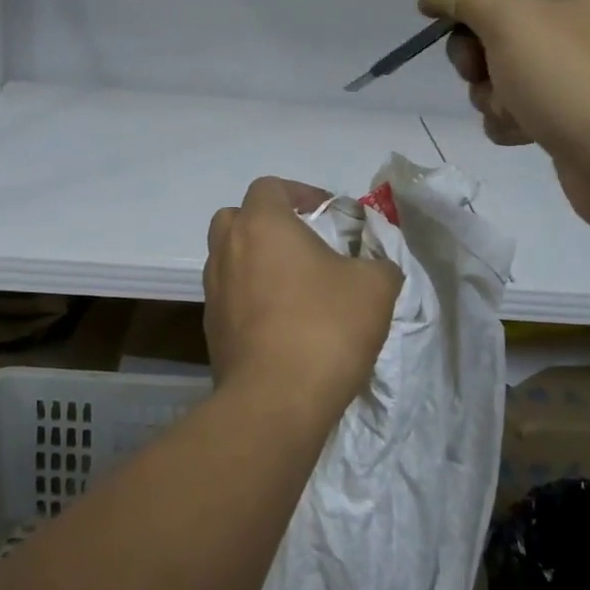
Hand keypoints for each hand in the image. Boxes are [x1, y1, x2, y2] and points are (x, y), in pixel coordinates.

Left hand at [203, 177, 400, 419]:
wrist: (275, 401)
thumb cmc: (325, 327)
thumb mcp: (375, 287)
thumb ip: (379, 262)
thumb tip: (376, 264)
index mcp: (261, 225)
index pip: (270, 187)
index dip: (301, 193)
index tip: (329, 214)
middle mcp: (227, 250)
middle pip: (238, 218)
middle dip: (268, 224)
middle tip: (304, 244)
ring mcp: (213, 291)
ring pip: (230, 259)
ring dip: (258, 263)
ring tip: (296, 287)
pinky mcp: (211, 330)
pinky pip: (230, 298)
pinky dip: (251, 299)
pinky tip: (283, 324)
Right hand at [400, 0, 589, 231]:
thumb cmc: (575, 79)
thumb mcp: (509, 19)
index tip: (435, 15)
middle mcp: (576, 14)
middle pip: (491, 20)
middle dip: (475, 52)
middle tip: (484, 68)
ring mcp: (572, 66)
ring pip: (496, 67)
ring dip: (490, 91)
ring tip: (514, 107)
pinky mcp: (567, 109)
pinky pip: (514, 102)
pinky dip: (509, 117)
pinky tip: (525, 131)